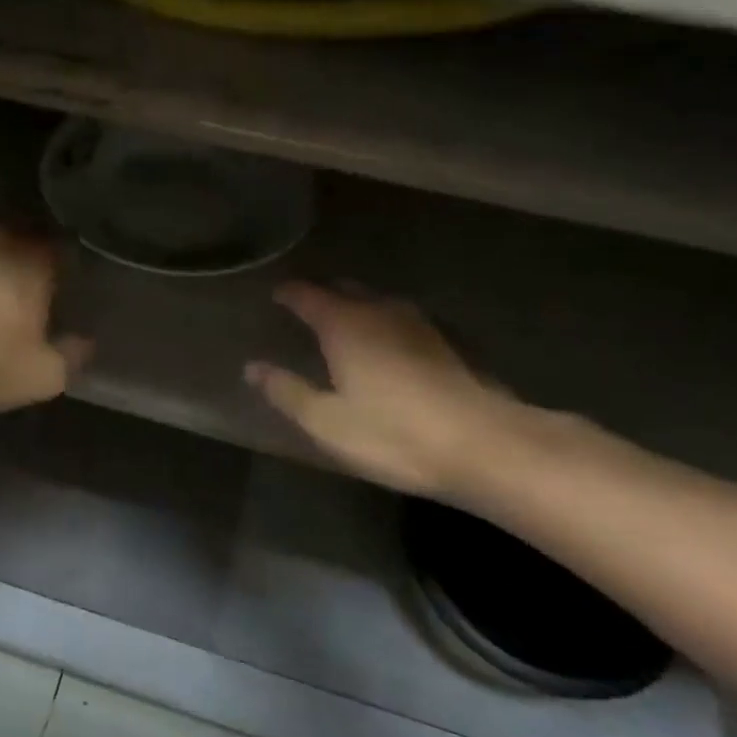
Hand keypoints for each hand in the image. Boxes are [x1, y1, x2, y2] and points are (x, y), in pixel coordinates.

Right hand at [246, 283, 516, 498]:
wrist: (484, 445)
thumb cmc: (393, 433)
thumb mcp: (326, 421)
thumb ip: (286, 391)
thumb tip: (252, 368)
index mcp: (344, 324)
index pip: (307, 295)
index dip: (288, 293)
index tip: (274, 295)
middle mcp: (380, 312)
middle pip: (345, 290)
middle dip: (322, 294)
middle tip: (304, 307)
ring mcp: (419, 325)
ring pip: (377, 303)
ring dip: (356, 307)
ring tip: (342, 323)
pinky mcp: (446, 344)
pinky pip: (401, 321)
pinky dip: (383, 324)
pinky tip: (385, 344)